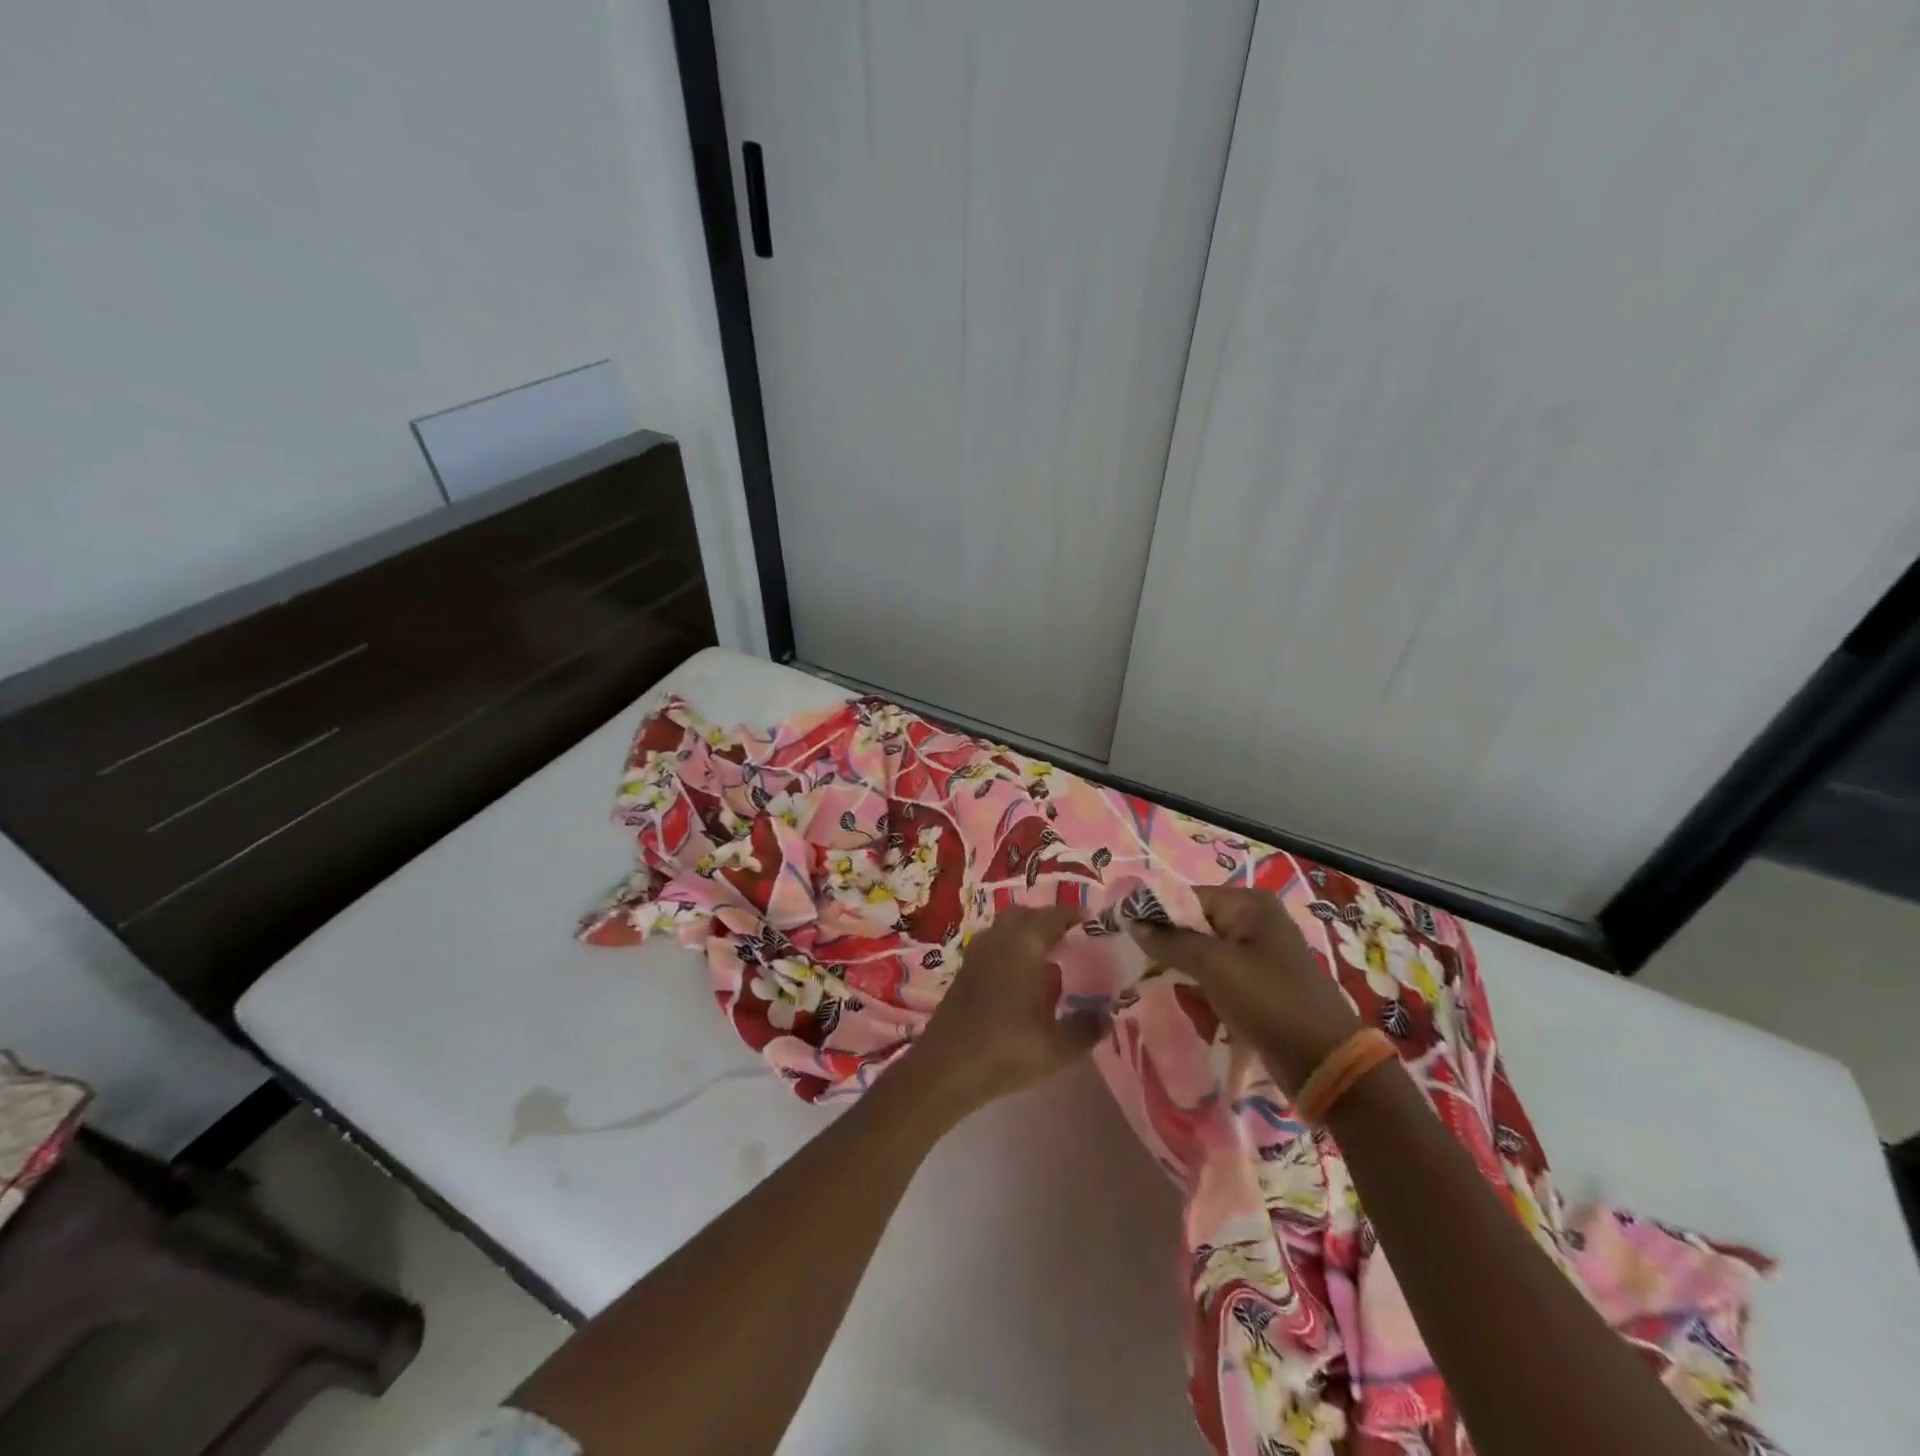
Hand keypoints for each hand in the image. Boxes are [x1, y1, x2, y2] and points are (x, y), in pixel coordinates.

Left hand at [908, 904, 1104, 1113]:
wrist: (945, 1068)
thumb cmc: (1005, 1050)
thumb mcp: (1057, 1047)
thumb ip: (1086, 1028)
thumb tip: (1107, 1015)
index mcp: (1023, 945)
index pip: (1053, 916)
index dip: (1074, 916)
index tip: (1093, 922)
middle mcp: (999, 939)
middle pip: (1025, 915)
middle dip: (1048, 921)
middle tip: (1072, 939)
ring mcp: (977, 953)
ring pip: (1006, 929)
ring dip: (1027, 935)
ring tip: (1050, 960)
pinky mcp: (965, 971)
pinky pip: (993, 946)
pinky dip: (1011, 951)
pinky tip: (1023, 981)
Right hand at [1130, 886, 1362, 1094]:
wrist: (1324, 1062)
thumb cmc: (1268, 1001)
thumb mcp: (1213, 966)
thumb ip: (1170, 941)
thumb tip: (1134, 923)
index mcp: (1249, 904)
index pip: (1186, 897)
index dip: (1154, 914)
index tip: (1125, 934)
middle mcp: (1254, 920)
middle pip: (1193, 924)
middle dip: (1171, 949)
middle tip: (1149, 971)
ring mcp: (1258, 953)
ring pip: (1202, 953)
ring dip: (1186, 975)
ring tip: (1182, 998)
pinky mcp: (1259, 983)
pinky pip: (1217, 977)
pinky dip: (1204, 991)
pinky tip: (1200, 1013)